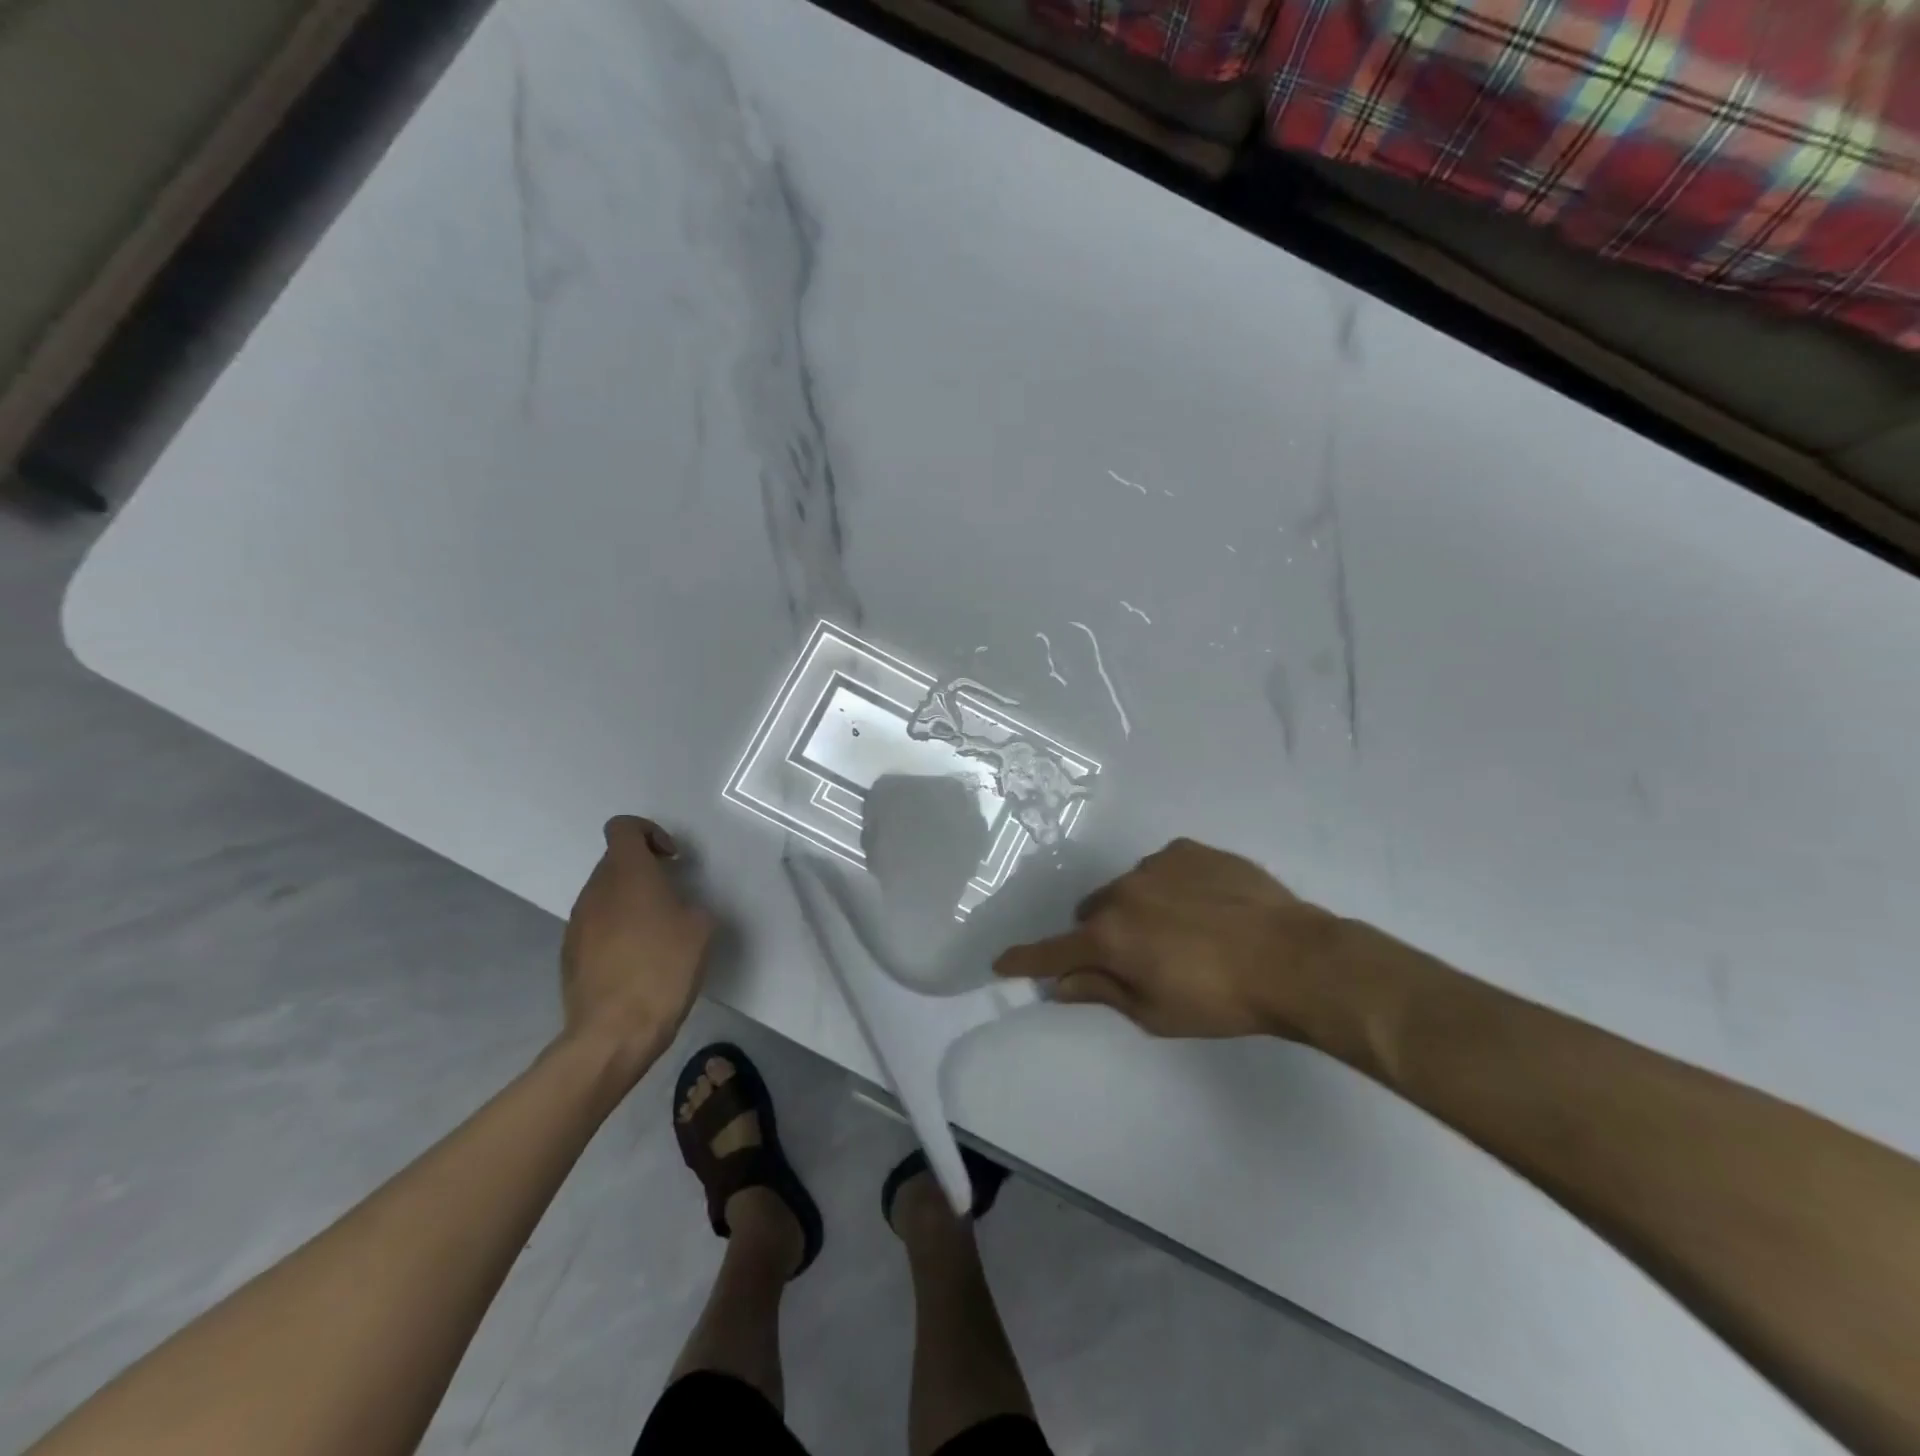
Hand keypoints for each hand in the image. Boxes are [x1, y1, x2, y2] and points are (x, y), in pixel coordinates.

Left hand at [559, 816, 714, 1071]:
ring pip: (605, 895)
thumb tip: (676, 907)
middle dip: (644, 871)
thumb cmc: (663, 969)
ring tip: (657, 933)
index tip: (671, 859)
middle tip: (672, 898)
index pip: (623, 828)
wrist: (614, 1032)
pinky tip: (637, 961)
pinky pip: (596, 925)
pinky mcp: (569, 953)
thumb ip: (689, 902)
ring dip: (630, 901)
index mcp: (627, 874)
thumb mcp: (701, 928)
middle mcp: (596, 890)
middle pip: (615, 861)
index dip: (649, 832)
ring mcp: (577, 923)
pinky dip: (616, 930)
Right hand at [994, 838, 1343, 1038]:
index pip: (1053, 951)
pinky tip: (1205, 907)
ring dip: (1137, 910)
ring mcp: (1156, 865)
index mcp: (1110, 937)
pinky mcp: (1188, 850)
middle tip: (1138, 959)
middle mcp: (1122, 893)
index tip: (1001, 962)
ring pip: (1128, 889)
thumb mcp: (1156, 1013)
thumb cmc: (1221, 1000)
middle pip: (1092, 915)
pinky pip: (1163, 869)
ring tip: (1184, 932)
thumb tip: (1062, 984)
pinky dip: (1170, 888)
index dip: (1025, 960)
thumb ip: (1103, 992)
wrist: (1293, 958)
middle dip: (1102, 936)